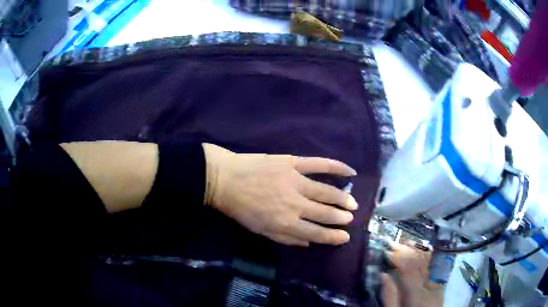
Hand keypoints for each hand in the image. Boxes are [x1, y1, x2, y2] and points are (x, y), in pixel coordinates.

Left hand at [202, 143, 357, 246]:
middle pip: (325, 213)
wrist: (224, 179)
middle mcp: (295, 204)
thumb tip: (310, 243)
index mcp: (286, 223)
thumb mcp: (260, 231)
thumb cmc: (240, 208)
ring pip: (326, 192)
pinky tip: (350, 172)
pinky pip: (319, 164)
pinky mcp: (293, 163)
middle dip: (340, 217)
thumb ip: (287, 238)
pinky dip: (336, 167)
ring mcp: (296, 181)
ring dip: (342, 198)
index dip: (333, 236)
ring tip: (353, 203)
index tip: (345, 236)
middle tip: (351, 218)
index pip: (317, 232)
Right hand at [381, 242, 443, 306]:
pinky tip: (423, 251)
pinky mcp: (441, 284)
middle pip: (420, 262)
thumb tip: (384, 275)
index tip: (387, 250)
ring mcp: (438, 283)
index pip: (409, 269)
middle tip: (394, 242)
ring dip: (418, 250)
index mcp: (417, 294)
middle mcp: (430, 285)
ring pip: (429, 262)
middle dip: (406, 250)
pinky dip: (428, 257)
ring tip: (407, 242)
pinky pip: (435, 266)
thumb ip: (389, 296)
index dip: (399, 256)